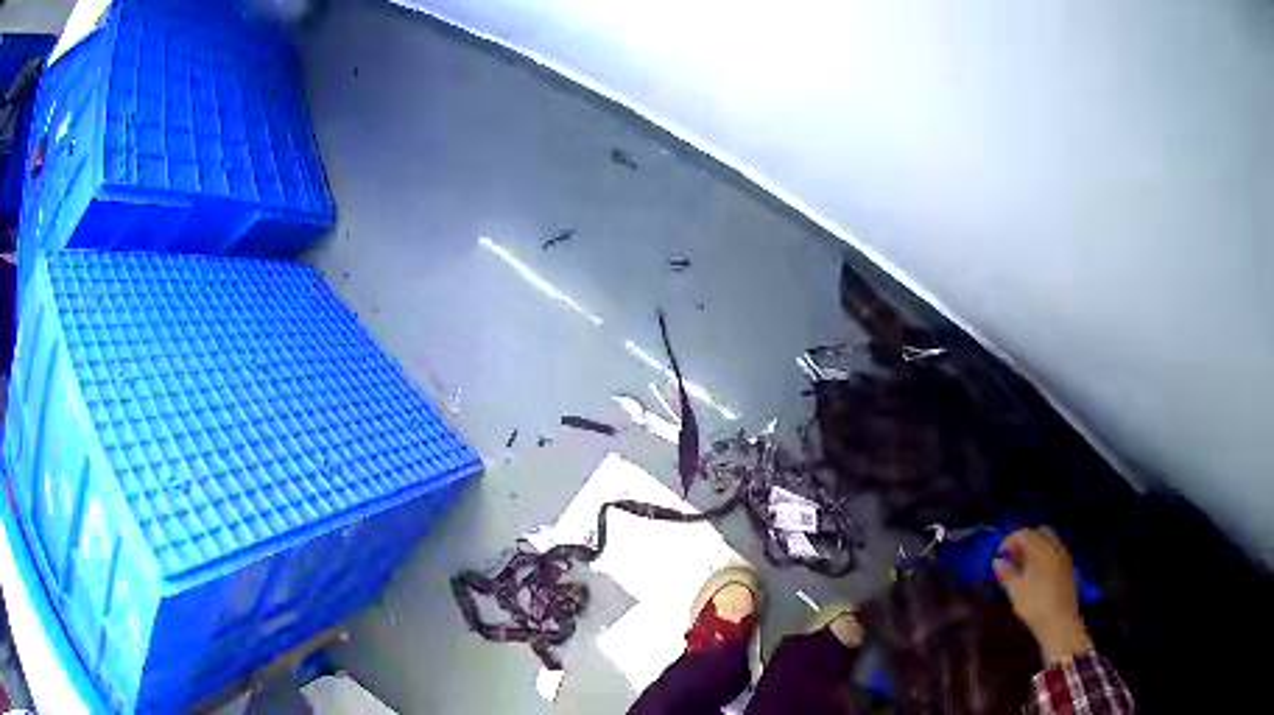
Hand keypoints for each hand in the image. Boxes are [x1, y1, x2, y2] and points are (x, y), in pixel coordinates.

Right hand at [994, 528, 1093, 663]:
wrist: (1060, 624)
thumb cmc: (1036, 608)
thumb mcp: (1017, 593)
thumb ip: (1007, 575)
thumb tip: (997, 561)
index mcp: (1041, 552)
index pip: (1024, 534)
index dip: (1010, 540)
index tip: (999, 554)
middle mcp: (1055, 548)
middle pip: (1039, 532)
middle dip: (1024, 539)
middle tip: (1012, 555)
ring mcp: (1064, 556)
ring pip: (1050, 539)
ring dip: (1035, 544)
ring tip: (1023, 563)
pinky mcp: (1069, 566)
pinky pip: (1056, 549)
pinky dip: (1045, 551)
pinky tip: (1037, 570)